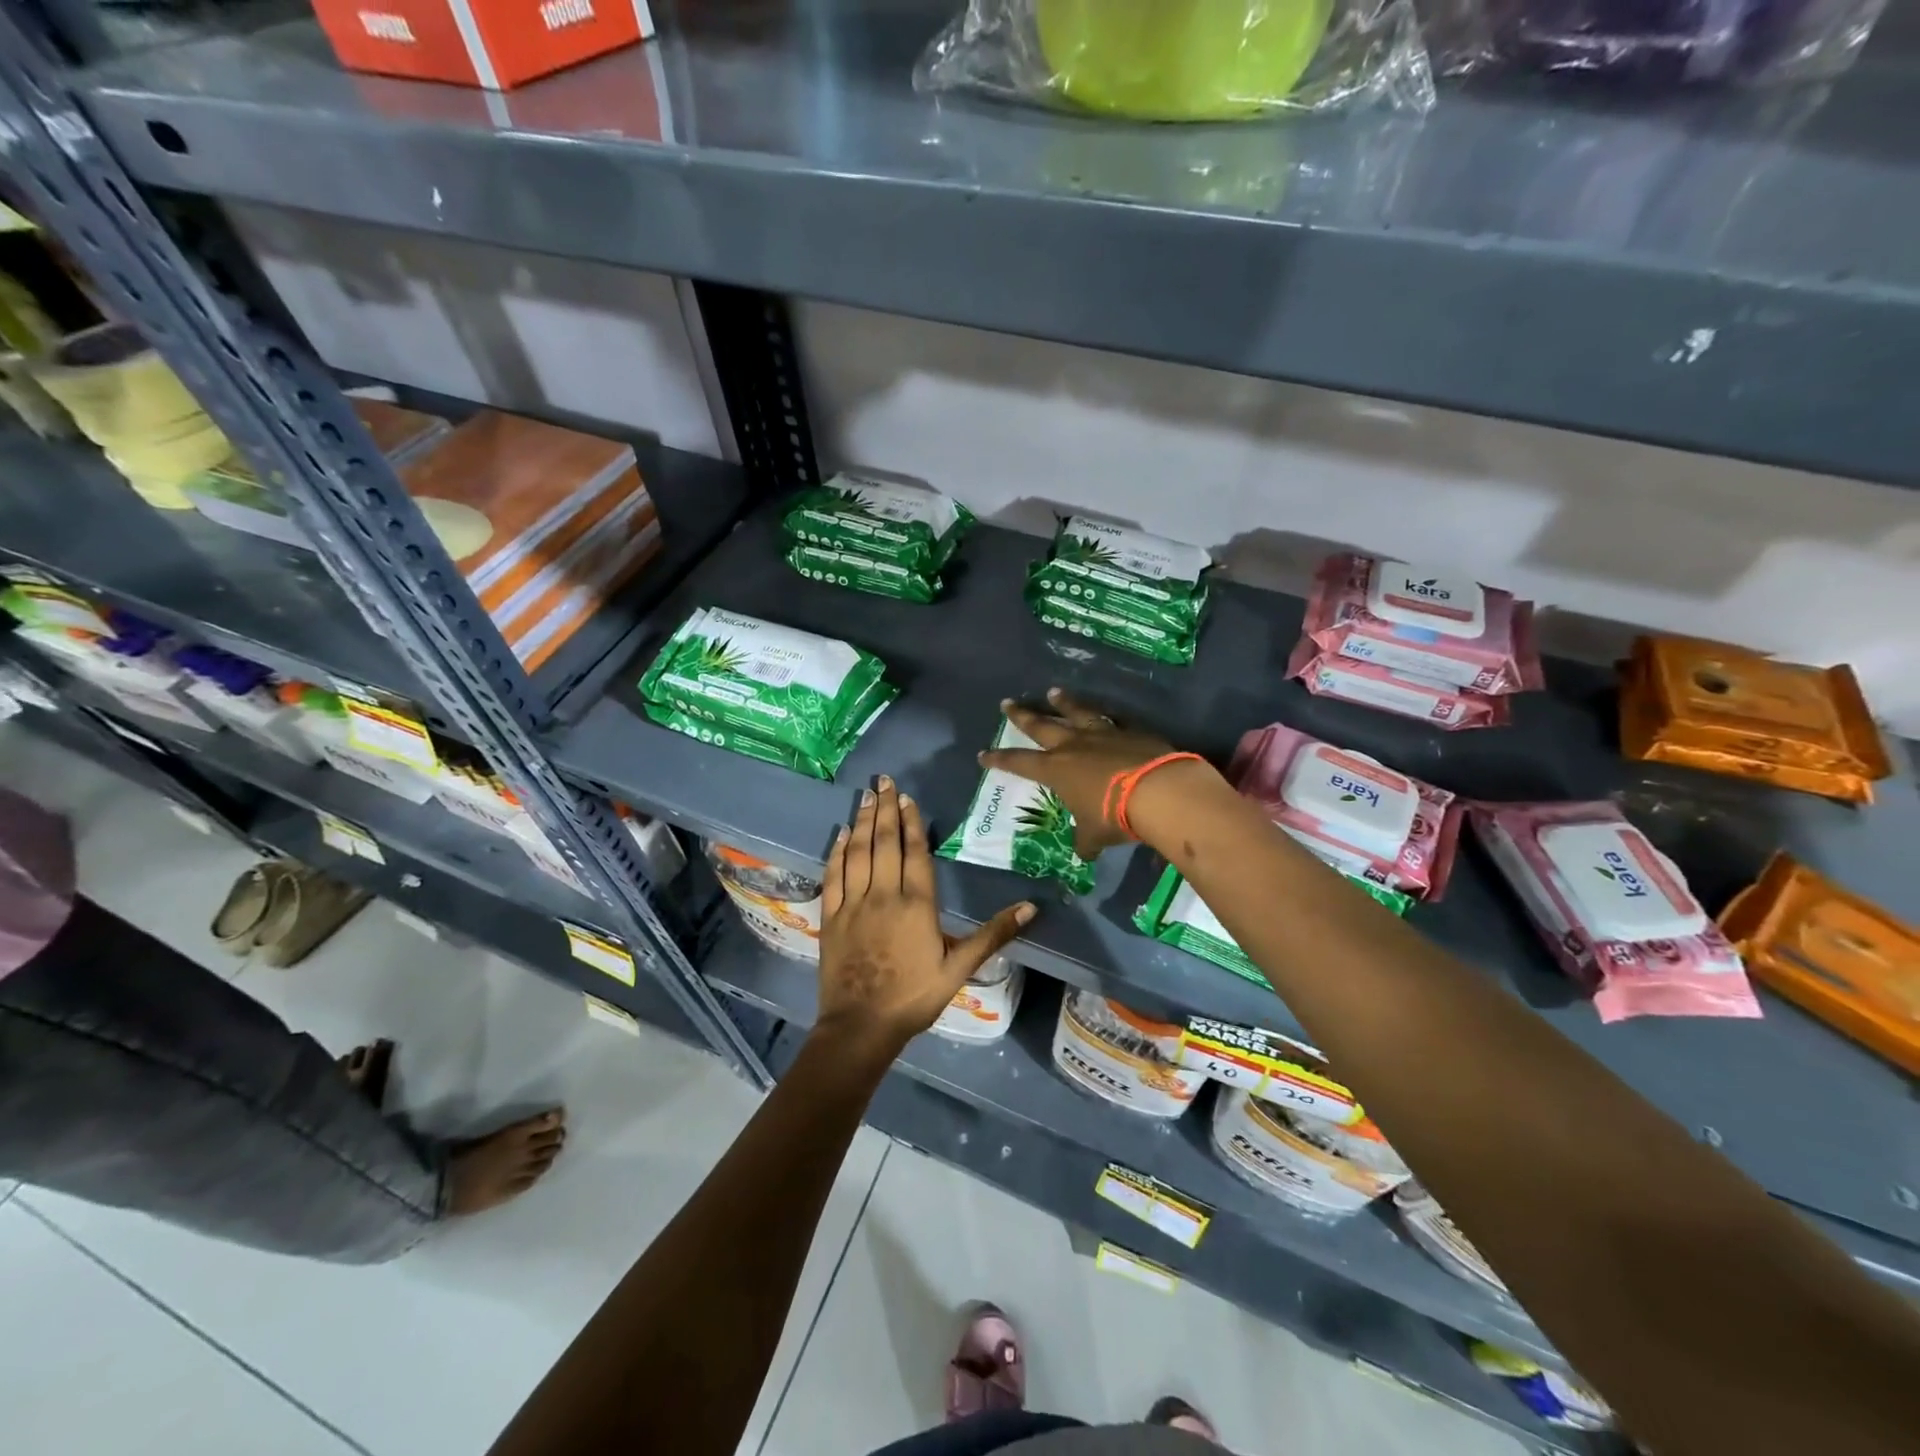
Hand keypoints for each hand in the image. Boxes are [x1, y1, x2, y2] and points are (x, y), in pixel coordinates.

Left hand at [816, 776, 1035, 1055]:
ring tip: (866, 796)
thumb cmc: (915, 996)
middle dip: (886, 810)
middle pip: (885, 843)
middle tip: (883, 780)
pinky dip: (836, 852)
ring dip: (862, 822)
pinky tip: (840, 834)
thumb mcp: (960, 968)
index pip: (915, 851)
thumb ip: (993, 934)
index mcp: (916, 903)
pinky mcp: (831, 916)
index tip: (907, 797)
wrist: (862, 1025)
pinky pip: (833, 875)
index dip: (912, 822)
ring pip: (858, 852)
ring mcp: (853, 903)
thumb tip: (1031, 907)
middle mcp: (883, 894)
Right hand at [978, 689, 1228, 857]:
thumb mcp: (1094, 835)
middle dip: (1022, 716)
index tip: (983, 754)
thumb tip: (1084, 853)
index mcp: (1056, 770)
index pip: (1019, 763)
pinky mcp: (1130, 731)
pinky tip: (1106, 712)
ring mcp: (1102, 734)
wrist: (1157, 790)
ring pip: (1076, 713)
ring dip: (1063, 703)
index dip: (1000, 759)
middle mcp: (1073, 746)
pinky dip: (1105, 716)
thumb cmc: (1114, 815)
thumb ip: (1085, 840)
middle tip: (1007, 703)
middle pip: (1041, 726)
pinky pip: (1112, 720)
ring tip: (1053, 692)